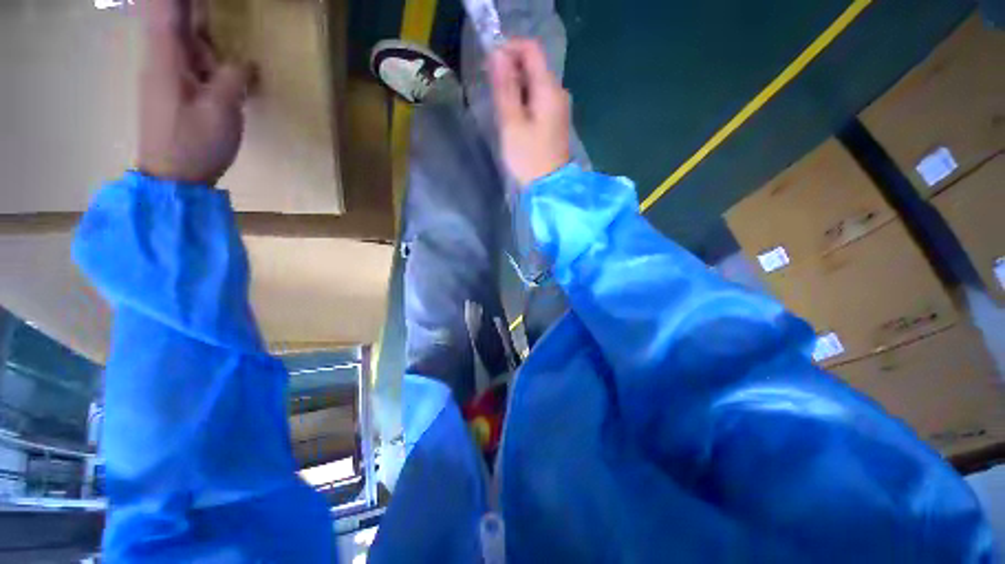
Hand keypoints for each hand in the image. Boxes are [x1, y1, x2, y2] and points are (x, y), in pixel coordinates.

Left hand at [137, 0, 251, 185]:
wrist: (172, 180)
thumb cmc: (194, 143)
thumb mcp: (222, 109)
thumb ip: (234, 77)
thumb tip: (246, 62)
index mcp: (167, 57)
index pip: (167, 9)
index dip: (181, 0)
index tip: (202, 3)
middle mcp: (161, 60)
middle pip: (175, 20)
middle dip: (195, 15)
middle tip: (216, 20)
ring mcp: (165, 76)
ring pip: (185, 42)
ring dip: (206, 40)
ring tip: (230, 54)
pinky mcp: (173, 92)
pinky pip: (190, 63)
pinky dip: (208, 60)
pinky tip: (226, 72)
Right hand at [488, 39, 570, 187]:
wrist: (549, 188)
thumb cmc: (529, 158)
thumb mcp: (511, 123)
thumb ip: (505, 88)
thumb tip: (497, 54)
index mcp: (549, 89)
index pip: (531, 49)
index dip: (509, 49)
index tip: (489, 65)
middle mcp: (558, 92)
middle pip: (534, 65)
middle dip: (510, 69)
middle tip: (491, 88)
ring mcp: (559, 107)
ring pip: (535, 83)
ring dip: (516, 86)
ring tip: (500, 105)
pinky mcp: (555, 120)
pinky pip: (538, 99)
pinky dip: (524, 100)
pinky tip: (514, 116)